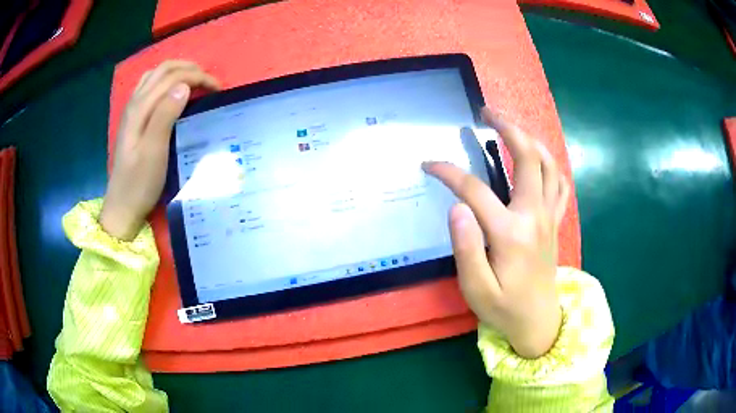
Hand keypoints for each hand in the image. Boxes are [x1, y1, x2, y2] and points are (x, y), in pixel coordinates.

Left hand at [100, 61, 219, 239]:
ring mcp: (132, 109)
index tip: (217, 89)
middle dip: (190, 69)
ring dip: (178, 71)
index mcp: (140, 108)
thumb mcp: (154, 152)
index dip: (196, 77)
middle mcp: (134, 102)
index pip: (171, 77)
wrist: (122, 205)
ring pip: (156, 74)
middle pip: (164, 69)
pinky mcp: (133, 118)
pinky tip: (173, 92)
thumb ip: (165, 115)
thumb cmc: (140, 183)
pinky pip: (150, 86)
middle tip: (210, 83)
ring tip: (195, 81)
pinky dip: (166, 80)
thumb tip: (184, 86)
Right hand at [423, 108, 569, 358]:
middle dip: (507, 127)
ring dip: (529, 138)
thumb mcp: (476, 288)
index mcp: (511, 233)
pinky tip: (537, 157)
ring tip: (510, 125)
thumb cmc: (504, 307)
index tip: (428, 164)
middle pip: (527, 157)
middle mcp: (534, 215)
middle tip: (486, 112)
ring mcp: (549, 216)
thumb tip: (457, 207)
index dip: (448, 172)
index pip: (474, 190)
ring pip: (548, 163)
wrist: (537, 320)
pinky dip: (550, 163)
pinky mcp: (554, 221)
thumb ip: (466, 248)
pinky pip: (559, 182)